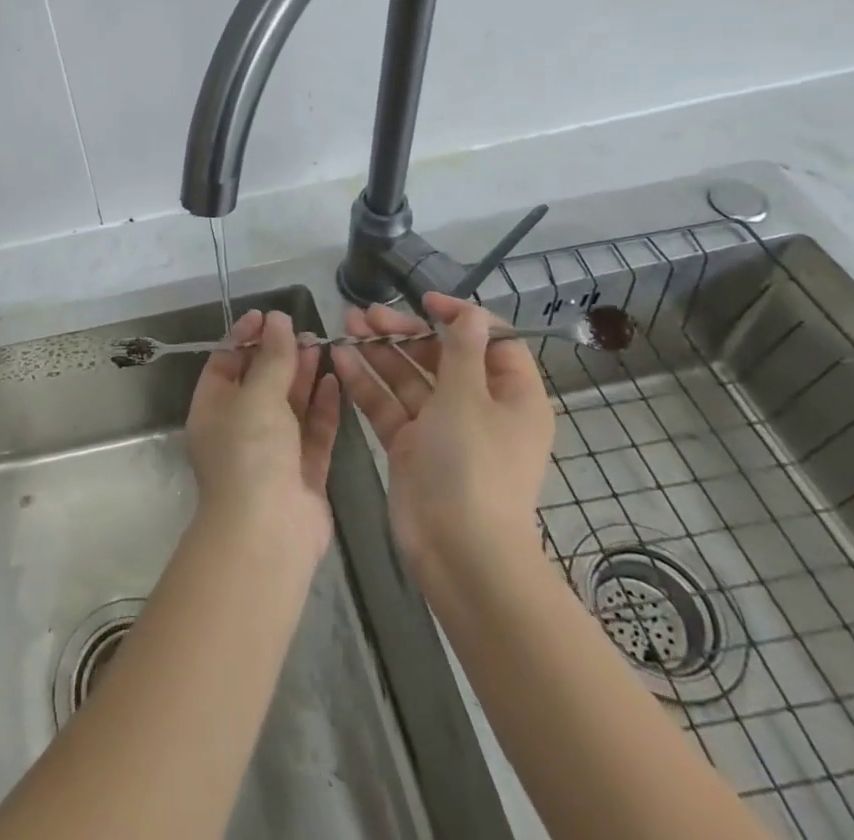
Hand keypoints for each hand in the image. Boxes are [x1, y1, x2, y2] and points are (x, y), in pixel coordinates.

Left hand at [184, 309, 340, 559]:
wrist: (268, 533)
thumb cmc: (250, 453)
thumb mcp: (257, 396)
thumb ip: (271, 357)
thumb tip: (277, 319)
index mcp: (212, 410)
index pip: (225, 363)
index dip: (244, 337)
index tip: (268, 316)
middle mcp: (239, 429)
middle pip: (260, 383)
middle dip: (280, 356)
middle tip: (305, 330)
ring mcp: (272, 453)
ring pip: (289, 407)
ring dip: (304, 377)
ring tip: (323, 347)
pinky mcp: (303, 474)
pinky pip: (313, 433)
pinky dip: (322, 408)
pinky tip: (336, 381)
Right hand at [329, 293, 553, 586]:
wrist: (459, 552)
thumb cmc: (473, 465)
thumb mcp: (468, 398)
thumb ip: (461, 350)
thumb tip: (470, 313)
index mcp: (511, 396)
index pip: (491, 342)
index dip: (460, 317)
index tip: (424, 300)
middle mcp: (478, 408)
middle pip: (441, 357)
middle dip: (405, 332)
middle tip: (366, 314)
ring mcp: (442, 429)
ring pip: (410, 379)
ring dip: (380, 352)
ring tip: (346, 324)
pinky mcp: (411, 447)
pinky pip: (389, 406)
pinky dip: (367, 383)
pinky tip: (341, 359)